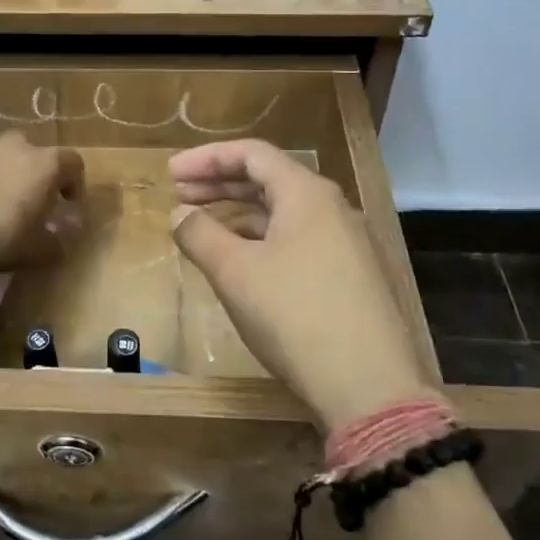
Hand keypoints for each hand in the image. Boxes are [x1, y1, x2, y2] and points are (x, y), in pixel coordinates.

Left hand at [0, 133, 84, 268]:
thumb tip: (63, 237)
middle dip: (27, 172)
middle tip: (20, 200)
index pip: (72, 162)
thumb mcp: (35, 249)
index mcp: (42, 164)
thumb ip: (55, 241)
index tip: (67, 203)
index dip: (73, 182)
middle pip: (27, 151)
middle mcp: (11, 145)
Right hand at [169, 139, 430, 428]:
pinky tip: (240, 261)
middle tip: (179, 194)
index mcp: (306, 194)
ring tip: (202, 227)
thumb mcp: (235, 272)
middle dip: (220, 183)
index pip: (251, 155)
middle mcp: (331, 208)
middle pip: (268, 179)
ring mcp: (345, 243)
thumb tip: (180, 213)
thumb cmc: (294, 315)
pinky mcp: (349, 275)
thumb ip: (201, 234)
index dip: (207, 158)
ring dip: (239, 213)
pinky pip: (297, 239)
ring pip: (283, 212)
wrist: (368, 385)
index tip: (171, 173)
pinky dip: (261, 239)